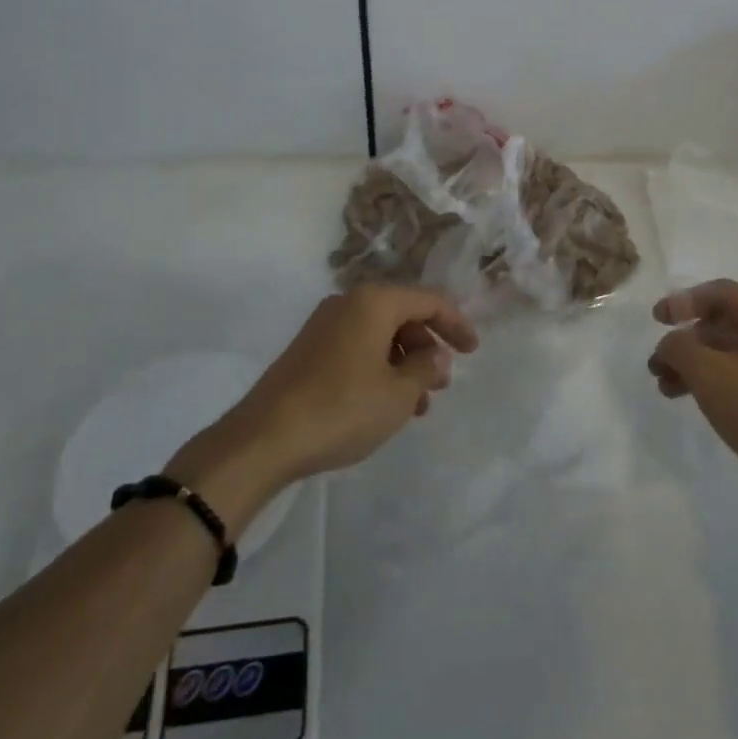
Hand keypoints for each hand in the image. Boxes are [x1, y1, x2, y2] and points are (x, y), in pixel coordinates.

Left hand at [179, 287, 478, 499]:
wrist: (263, 438)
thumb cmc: (342, 408)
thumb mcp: (398, 394)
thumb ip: (425, 368)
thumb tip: (433, 355)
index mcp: (373, 302)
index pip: (428, 300)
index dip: (456, 324)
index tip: (473, 351)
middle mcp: (348, 303)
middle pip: (402, 315)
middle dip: (427, 348)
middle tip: (442, 383)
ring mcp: (323, 326)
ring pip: (379, 335)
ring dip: (404, 364)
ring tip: (417, 405)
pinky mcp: (307, 350)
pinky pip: (357, 348)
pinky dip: (379, 369)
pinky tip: (384, 404)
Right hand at [649, 280, 737, 488]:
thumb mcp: (708, 373)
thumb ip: (678, 347)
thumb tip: (671, 343)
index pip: (715, 292)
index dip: (680, 303)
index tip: (655, 320)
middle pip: (721, 321)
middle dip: (685, 341)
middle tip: (657, 363)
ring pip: (730, 349)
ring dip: (695, 364)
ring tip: (666, 387)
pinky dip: (716, 378)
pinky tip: (694, 398)